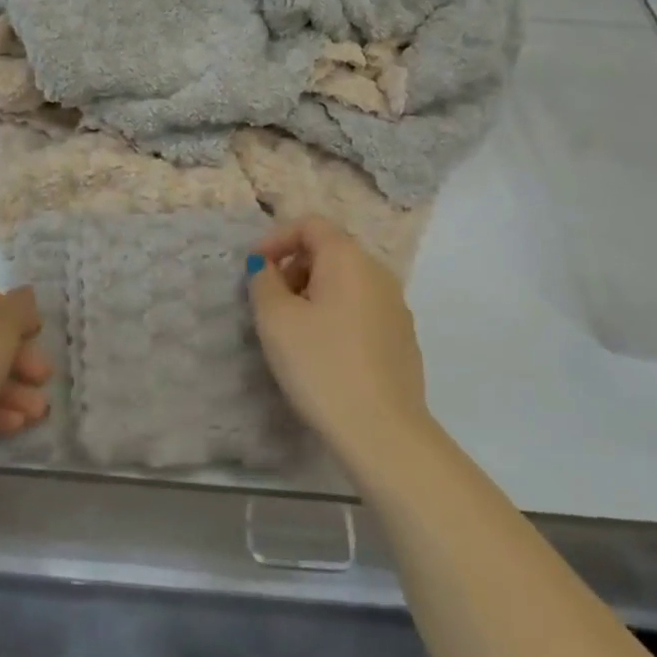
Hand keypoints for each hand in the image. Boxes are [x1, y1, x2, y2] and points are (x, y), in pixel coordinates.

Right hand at [248, 217, 429, 469]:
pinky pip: (361, 309)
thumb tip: (268, 269)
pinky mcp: (402, 339)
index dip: (276, 239)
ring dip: (313, 292)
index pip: (310, 225)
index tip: (254, 269)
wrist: (383, 432)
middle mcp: (378, 273)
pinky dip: (335, 314)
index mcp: (348, 259)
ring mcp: (396, 307)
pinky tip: (323, 352)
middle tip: (269, 301)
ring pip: (346, 282)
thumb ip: (263, 282)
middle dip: (294, 267)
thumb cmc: (321, 365)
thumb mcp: (275, 320)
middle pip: (330, 251)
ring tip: (292, 330)